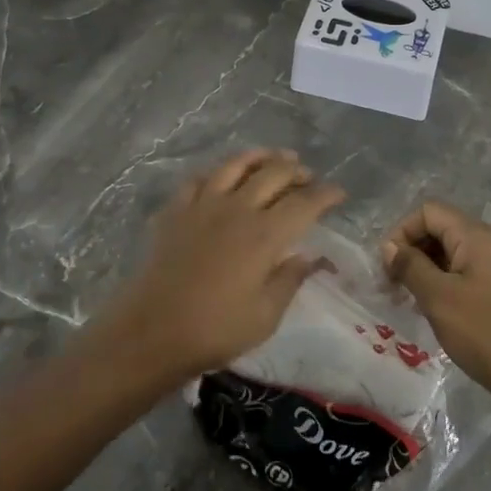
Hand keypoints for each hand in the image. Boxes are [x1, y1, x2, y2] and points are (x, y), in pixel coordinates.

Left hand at [103, 148, 345, 378]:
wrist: (151, 332)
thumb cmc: (215, 330)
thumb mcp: (266, 315)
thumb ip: (290, 280)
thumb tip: (311, 256)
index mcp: (265, 235)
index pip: (305, 203)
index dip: (326, 195)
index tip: (339, 193)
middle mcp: (237, 209)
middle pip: (274, 174)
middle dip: (297, 171)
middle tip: (308, 177)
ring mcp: (202, 205)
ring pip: (236, 165)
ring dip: (260, 157)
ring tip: (274, 158)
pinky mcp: (175, 211)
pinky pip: (199, 178)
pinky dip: (217, 172)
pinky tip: (222, 176)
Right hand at [382, 201, 490, 414]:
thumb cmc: (486, 333)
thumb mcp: (439, 298)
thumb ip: (411, 266)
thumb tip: (391, 247)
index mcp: (477, 236)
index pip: (430, 211)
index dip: (402, 232)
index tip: (388, 267)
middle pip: (443, 229)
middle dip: (414, 251)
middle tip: (395, 286)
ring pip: (456, 253)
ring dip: (429, 270)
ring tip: (414, 301)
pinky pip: (472, 272)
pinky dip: (449, 283)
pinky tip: (441, 311)